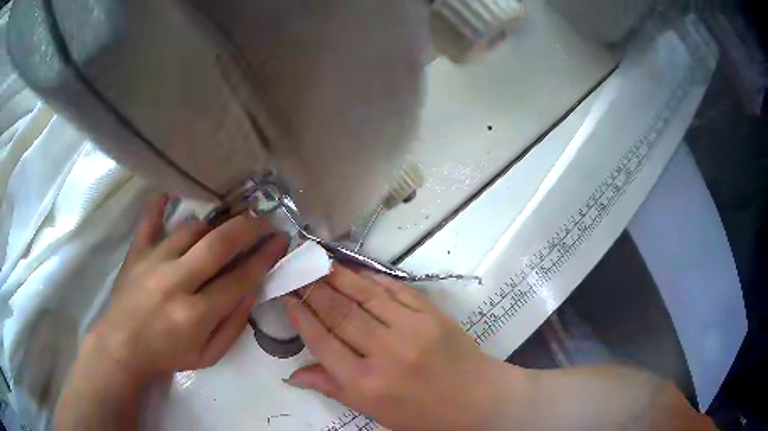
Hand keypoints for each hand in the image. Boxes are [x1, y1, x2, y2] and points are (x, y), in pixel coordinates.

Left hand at [89, 194, 288, 380]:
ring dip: (214, 224)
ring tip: (227, 224)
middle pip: (218, 245)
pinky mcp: (136, 252)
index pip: (239, 279)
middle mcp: (175, 282)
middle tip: (264, 218)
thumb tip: (252, 290)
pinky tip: (171, 192)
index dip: (264, 258)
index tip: (280, 241)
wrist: (123, 347)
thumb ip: (234, 325)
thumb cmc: (168, 355)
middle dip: (248, 228)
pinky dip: (160, 203)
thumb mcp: (209, 356)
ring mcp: (153, 262)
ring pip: (190, 229)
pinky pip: (149, 219)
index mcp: (196, 315)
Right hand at [283, 266, 531, 430]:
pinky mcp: (432, 314)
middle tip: (297, 272)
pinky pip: (395, 290)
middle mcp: (386, 353)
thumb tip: (293, 374)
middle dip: (313, 290)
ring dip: (338, 276)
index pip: (323, 342)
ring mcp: (412, 329)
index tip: (287, 298)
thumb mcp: (373, 411)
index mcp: (367, 383)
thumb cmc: (421, 413)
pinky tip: (355, 271)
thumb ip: (333, 388)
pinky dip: (371, 278)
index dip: (301, 317)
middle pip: (340, 313)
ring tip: (319, 263)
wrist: (475, 399)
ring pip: (365, 295)